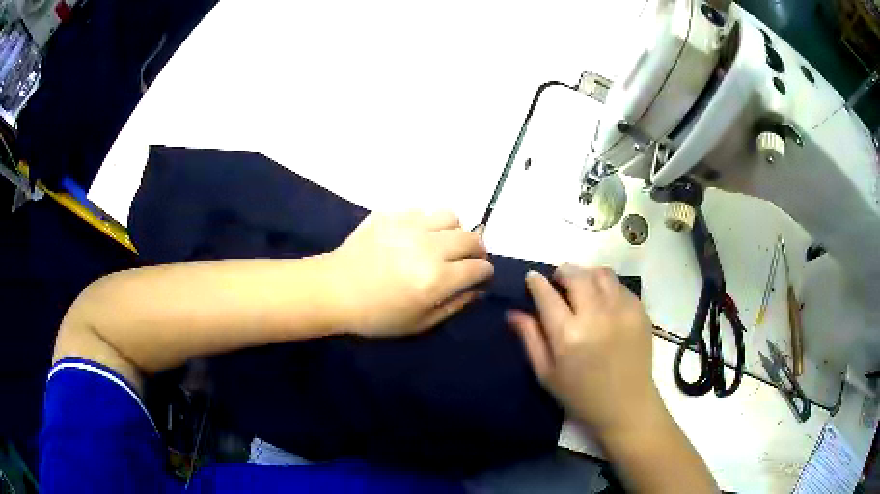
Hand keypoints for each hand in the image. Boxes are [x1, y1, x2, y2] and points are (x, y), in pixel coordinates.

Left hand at [330, 211, 493, 336]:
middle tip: (467, 258)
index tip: (479, 276)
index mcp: (437, 278)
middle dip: (477, 249)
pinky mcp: (391, 214)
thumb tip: (477, 289)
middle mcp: (429, 247)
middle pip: (472, 237)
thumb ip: (455, 304)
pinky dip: (426, 223)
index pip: (480, 266)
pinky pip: (422, 211)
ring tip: (442, 242)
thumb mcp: (420, 323)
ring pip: (450, 216)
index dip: (484, 272)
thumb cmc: (377, 315)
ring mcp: (409, 225)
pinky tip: (414, 237)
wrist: (334, 290)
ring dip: (454, 230)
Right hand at [508, 265, 661, 438]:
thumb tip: (513, 312)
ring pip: (601, 274)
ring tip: (582, 286)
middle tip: (558, 280)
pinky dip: (607, 286)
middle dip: (562, 272)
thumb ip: (530, 339)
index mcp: (569, 336)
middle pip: (576, 276)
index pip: (547, 295)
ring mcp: (623, 311)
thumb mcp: (547, 374)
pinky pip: (620, 286)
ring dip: (586, 274)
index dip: (536, 282)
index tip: (532, 277)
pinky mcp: (640, 312)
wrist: (627, 406)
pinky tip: (603, 300)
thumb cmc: (581, 396)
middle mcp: (597, 316)